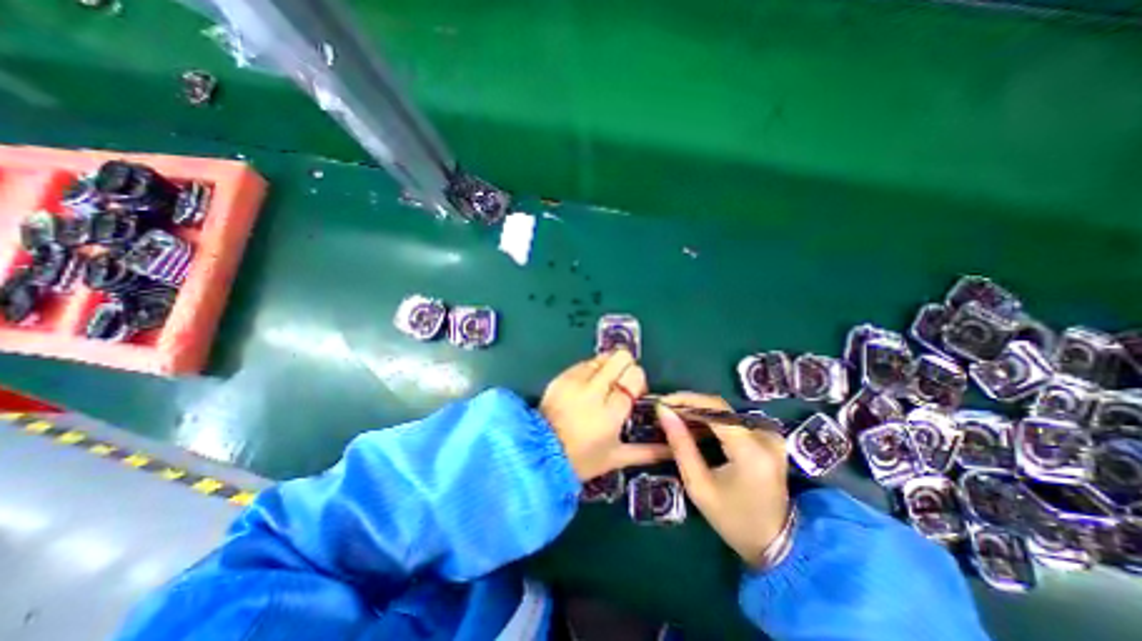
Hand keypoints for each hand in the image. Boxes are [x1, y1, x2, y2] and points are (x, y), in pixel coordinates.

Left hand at [540, 351, 671, 479]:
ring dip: (608, 367)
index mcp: (611, 412)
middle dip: (626, 366)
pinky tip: (586, 386)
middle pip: (621, 357)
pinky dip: (590, 370)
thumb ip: (648, 451)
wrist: (540, 453)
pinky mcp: (562, 376)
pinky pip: (584, 362)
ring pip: (603, 357)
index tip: (633, 392)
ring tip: (602, 385)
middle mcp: (595, 391)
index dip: (637, 380)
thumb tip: (672, 449)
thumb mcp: (616, 458)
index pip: (635, 377)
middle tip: (620, 384)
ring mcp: (576, 380)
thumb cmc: (581, 459)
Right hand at [656, 392, 792, 565]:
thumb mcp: (699, 485)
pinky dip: (712, 419)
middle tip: (666, 410)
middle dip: (689, 405)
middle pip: (720, 406)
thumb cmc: (732, 519)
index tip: (662, 402)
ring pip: (726, 411)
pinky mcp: (770, 439)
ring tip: (675, 416)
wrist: (776, 544)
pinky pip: (735, 419)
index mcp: (750, 450)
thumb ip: (680, 444)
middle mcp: (765, 436)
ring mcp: (771, 436)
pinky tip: (695, 425)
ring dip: (699, 411)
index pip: (715, 408)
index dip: (686, 400)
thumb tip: (663, 411)